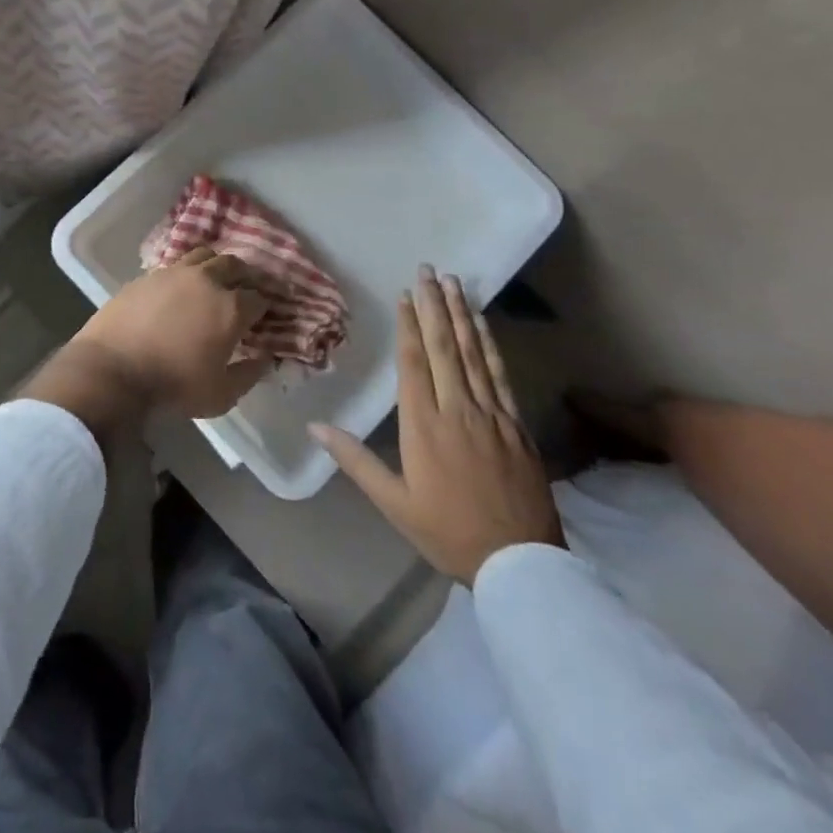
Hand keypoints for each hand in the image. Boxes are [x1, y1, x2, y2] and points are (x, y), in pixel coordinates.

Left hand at [66, 247, 271, 418]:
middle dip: (245, 276)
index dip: (266, 307)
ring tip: (213, 282)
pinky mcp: (148, 275)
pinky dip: (185, 274)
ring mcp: (175, 273)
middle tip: (244, 291)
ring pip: (204, 256)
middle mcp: (207, 281)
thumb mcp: (221, 395)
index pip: (259, 298)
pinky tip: (179, 290)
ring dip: (215, 266)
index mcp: (231, 308)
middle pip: (235, 265)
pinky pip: (175, 266)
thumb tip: (264, 358)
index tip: (264, 317)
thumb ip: (248, 374)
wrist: (112, 370)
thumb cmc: (173, 386)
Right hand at [313, 266, 562, 582]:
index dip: (408, 325)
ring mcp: (491, 414)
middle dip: (434, 305)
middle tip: (428, 270)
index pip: (413, 363)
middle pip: (443, 347)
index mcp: (423, 426)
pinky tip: (483, 323)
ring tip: (453, 282)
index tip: (405, 294)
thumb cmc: (447, 532)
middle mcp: (457, 409)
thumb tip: (314, 427)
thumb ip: (354, 460)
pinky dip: (490, 344)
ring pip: (473, 353)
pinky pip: (500, 374)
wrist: (518, 562)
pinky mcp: (516, 424)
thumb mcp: (393, 502)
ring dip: (461, 314)